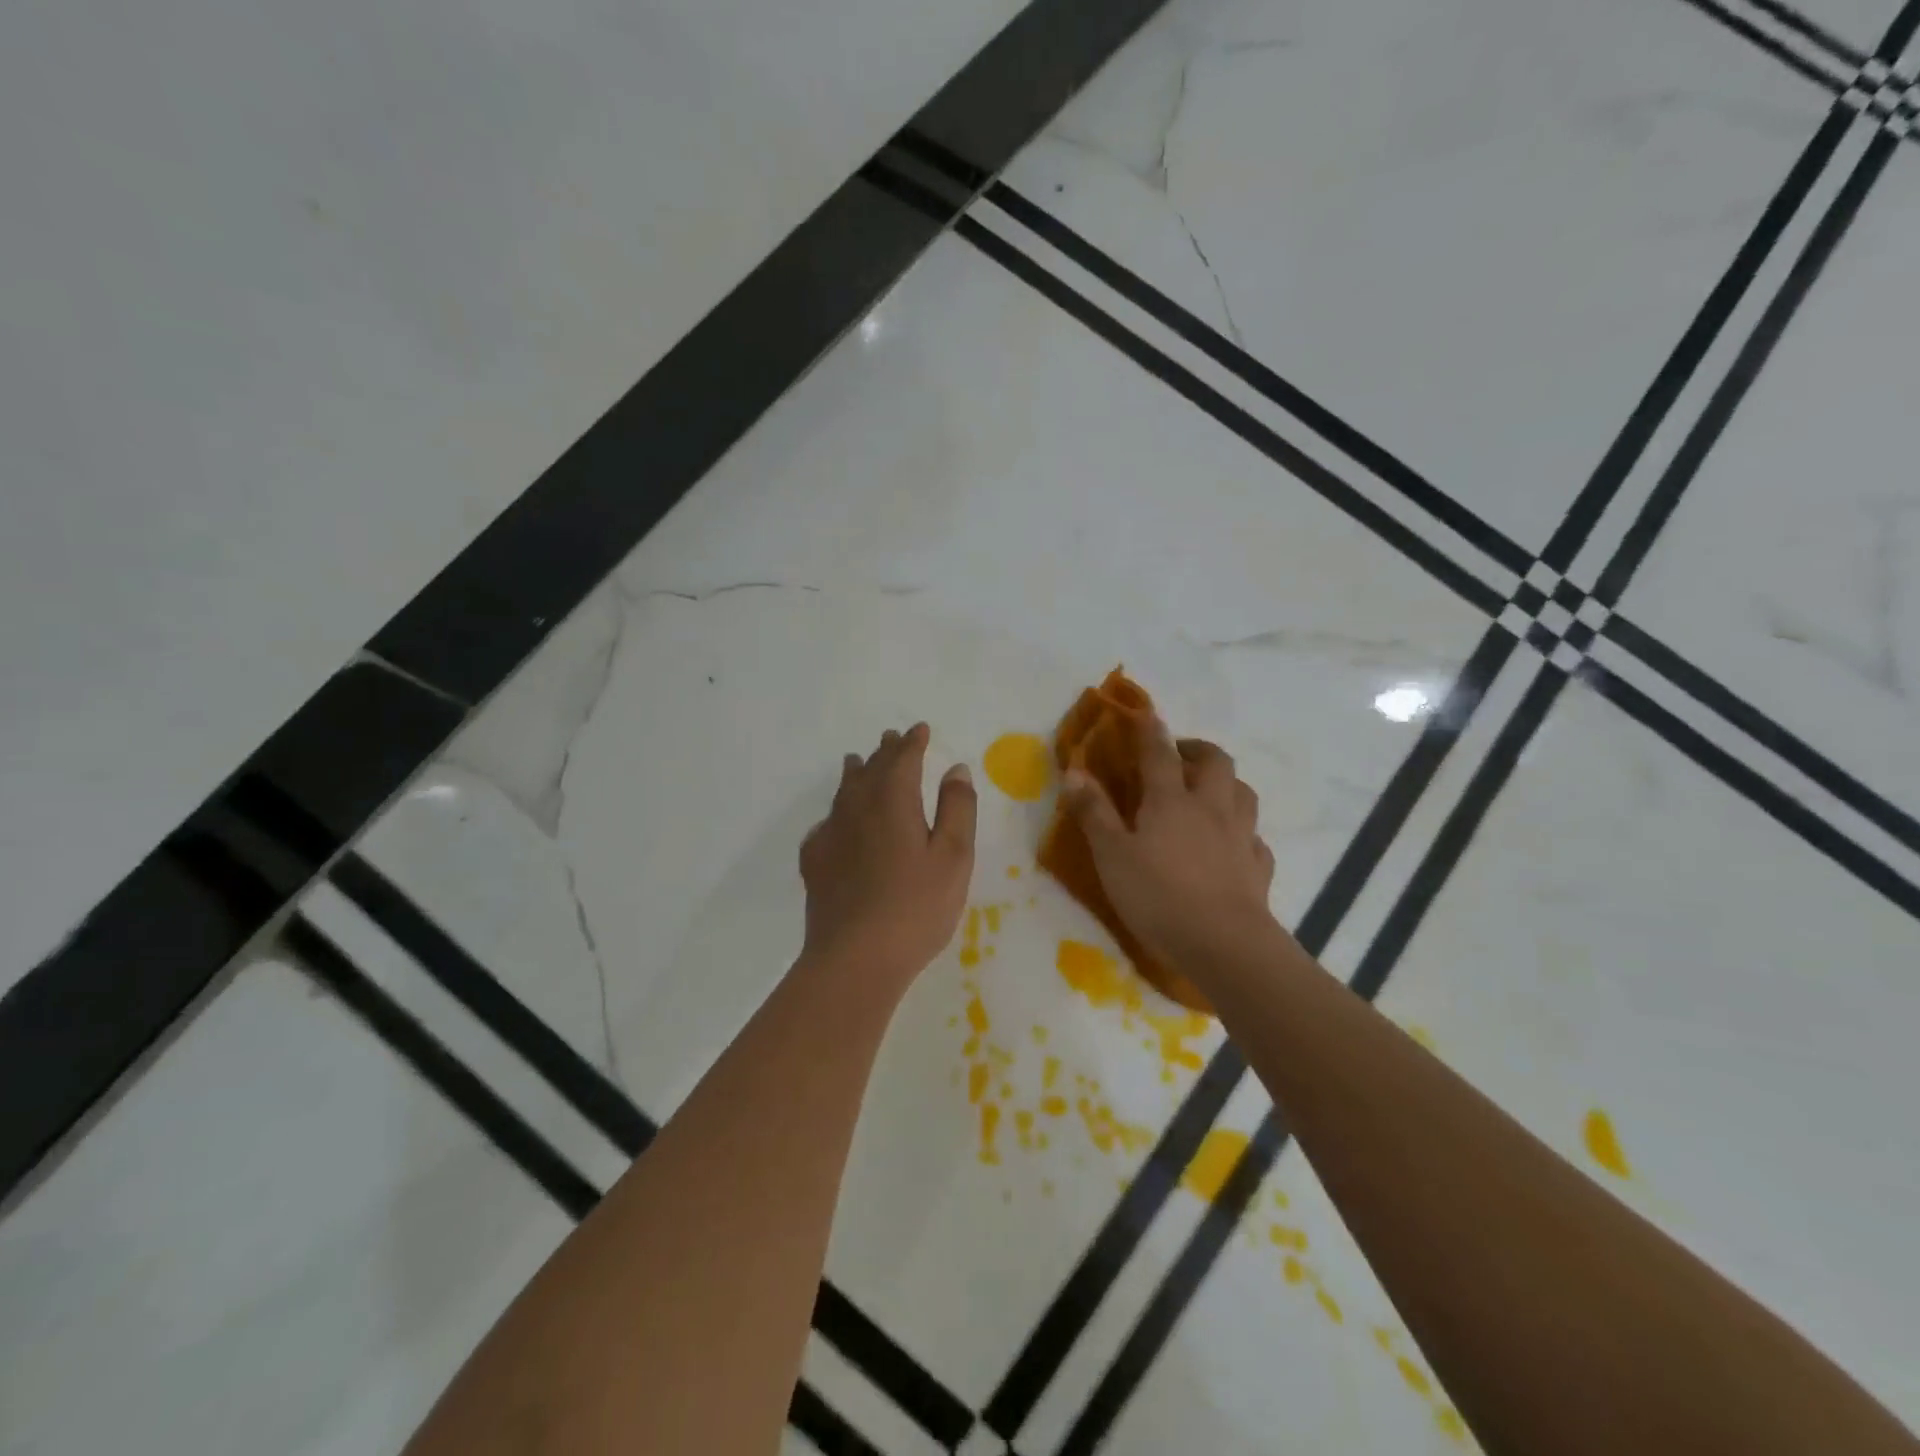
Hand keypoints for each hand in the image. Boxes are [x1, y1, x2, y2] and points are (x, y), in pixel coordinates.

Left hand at [799, 723, 976, 985]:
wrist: (855, 958)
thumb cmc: (916, 906)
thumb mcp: (953, 856)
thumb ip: (957, 808)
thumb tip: (955, 768)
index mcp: (893, 800)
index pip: (903, 758)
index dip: (912, 742)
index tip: (920, 729)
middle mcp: (856, 807)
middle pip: (871, 769)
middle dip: (885, 752)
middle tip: (891, 738)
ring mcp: (831, 834)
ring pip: (843, 791)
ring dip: (856, 773)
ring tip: (857, 762)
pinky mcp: (815, 862)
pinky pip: (826, 823)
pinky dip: (837, 811)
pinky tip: (837, 822)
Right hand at [1062, 726, 1278, 976]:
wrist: (1224, 945)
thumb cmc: (1158, 896)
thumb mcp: (1112, 855)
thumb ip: (1094, 812)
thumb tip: (1074, 771)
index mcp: (1171, 800)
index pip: (1159, 753)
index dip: (1149, 731)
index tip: (1143, 714)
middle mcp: (1211, 807)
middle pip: (1215, 761)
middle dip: (1197, 749)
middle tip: (1178, 756)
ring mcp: (1240, 836)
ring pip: (1243, 792)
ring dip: (1226, 783)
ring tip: (1208, 793)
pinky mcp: (1258, 867)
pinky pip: (1254, 837)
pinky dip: (1242, 832)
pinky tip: (1232, 845)